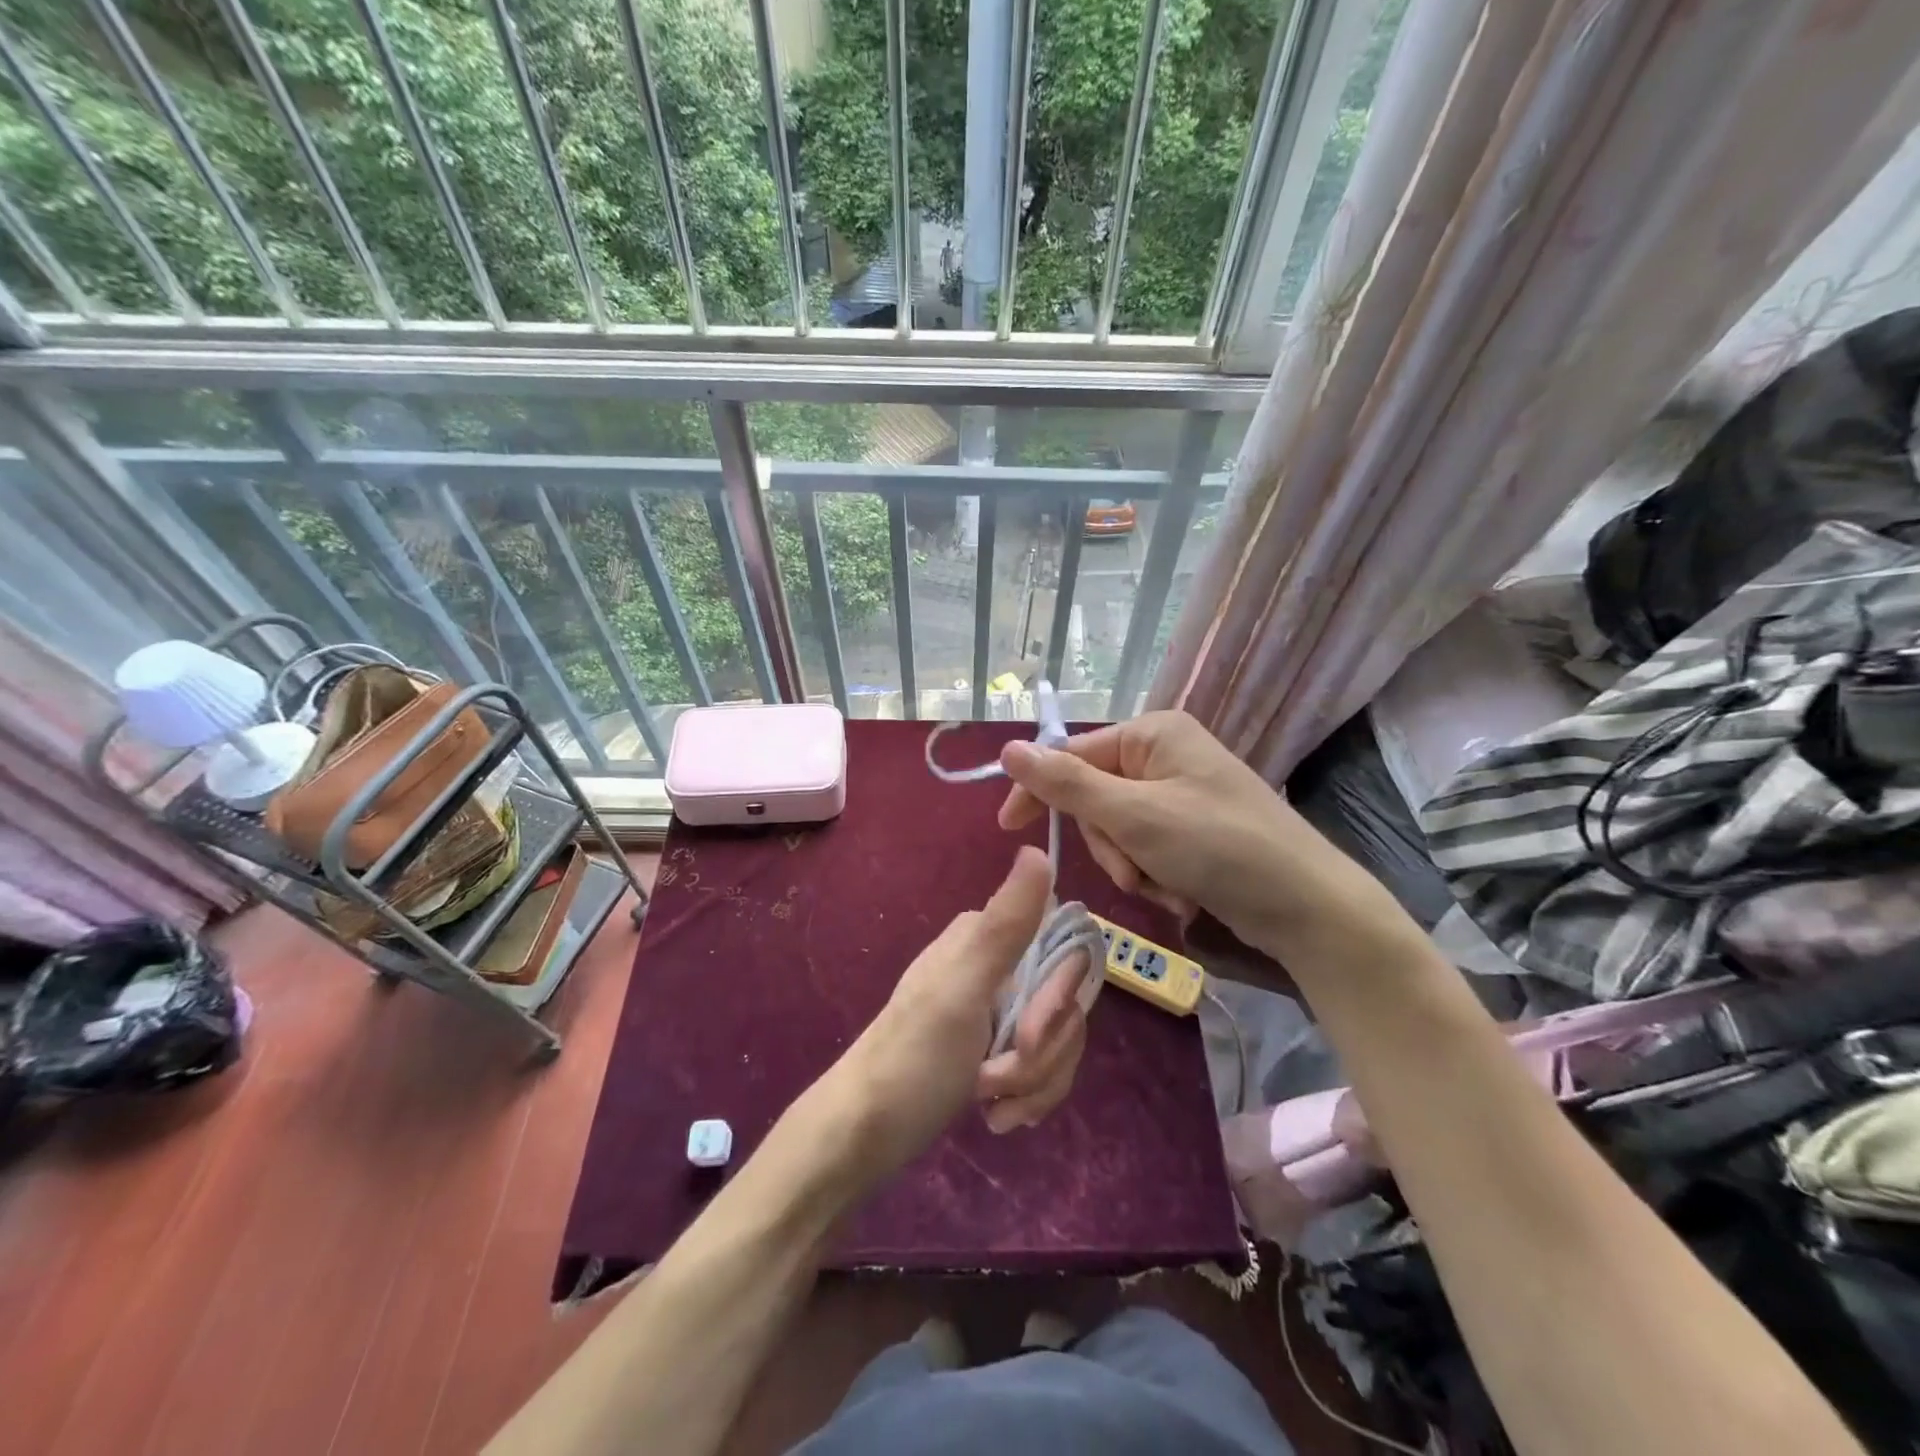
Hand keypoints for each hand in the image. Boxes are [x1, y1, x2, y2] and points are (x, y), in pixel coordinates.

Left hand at [839, 847, 1090, 1173]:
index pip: (1066, 952)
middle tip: (996, 1078)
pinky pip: (1044, 1067)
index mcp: (988, 937)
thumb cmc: (912, 1059)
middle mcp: (998, 964)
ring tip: (990, 1102)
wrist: (863, 1134)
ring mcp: (998, 1009)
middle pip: (1067, 1004)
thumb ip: (1007, 924)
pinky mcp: (996, 1048)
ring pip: (1059, 1040)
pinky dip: (1028, 1096)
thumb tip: (1037, 849)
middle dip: (1043, 1053)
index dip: (1059, 1001)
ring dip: (1035, 1082)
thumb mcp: (962, 989)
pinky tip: (996, 1115)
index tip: (1029, 1036)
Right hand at [997, 711, 1400, 954]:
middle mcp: (1165, 755)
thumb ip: (1067, 784)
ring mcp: (1180, 794)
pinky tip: (1181, 892)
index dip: (1039, 792)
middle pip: (1094, 798)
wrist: (1307, 907)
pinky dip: (1152, 875)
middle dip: (1108, 843)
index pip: (1071, 754)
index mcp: (1153, 734)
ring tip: (1165, 885)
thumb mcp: (1134, 815)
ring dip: (1130, 865)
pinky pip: (1144, 848)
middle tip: (1133, 869)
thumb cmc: (1219, 846)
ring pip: (1116, 830)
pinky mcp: (1192, 830)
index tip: (1008, 827)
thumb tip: (1009, 748)